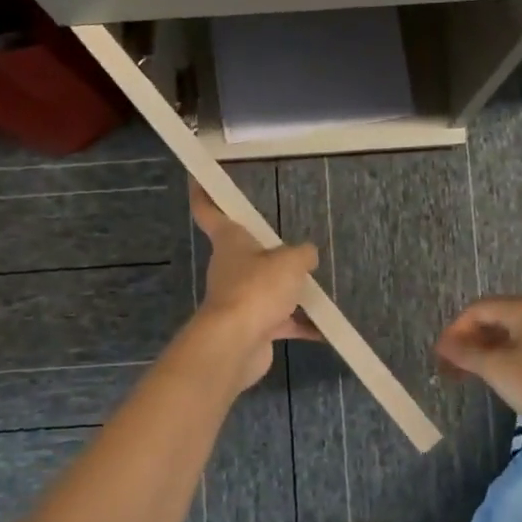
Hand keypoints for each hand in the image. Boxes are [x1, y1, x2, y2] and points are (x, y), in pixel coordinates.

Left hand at [189, 182, 320, 392]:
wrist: (236, 343)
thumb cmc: (257, 289)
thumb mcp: (291, 262)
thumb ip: (303, 255)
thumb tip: (307, 256)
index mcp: (231, 241)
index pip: (209, 210)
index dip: (203, 193)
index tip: (197, 178)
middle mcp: (231, 267)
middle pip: (248, 252)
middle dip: (269, 251)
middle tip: (294, 245)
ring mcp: (240, 298)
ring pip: (267, 287)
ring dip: (288, 290)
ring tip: (317, 287)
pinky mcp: (251, 326)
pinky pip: (280, 320)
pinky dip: (300, 324)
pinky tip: (324, 328)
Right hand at [435, 295, 521, 441]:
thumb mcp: (497, 369)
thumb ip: (466, 353)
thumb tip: (444, 344)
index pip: (478, 309)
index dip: (455, 330)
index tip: (440, 356)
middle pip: (496, 318)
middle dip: (470, 340)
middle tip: (451, 366)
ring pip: (513, 333)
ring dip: (488, 350)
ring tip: (471, 373)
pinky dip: (508, 356)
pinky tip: (500, 376)